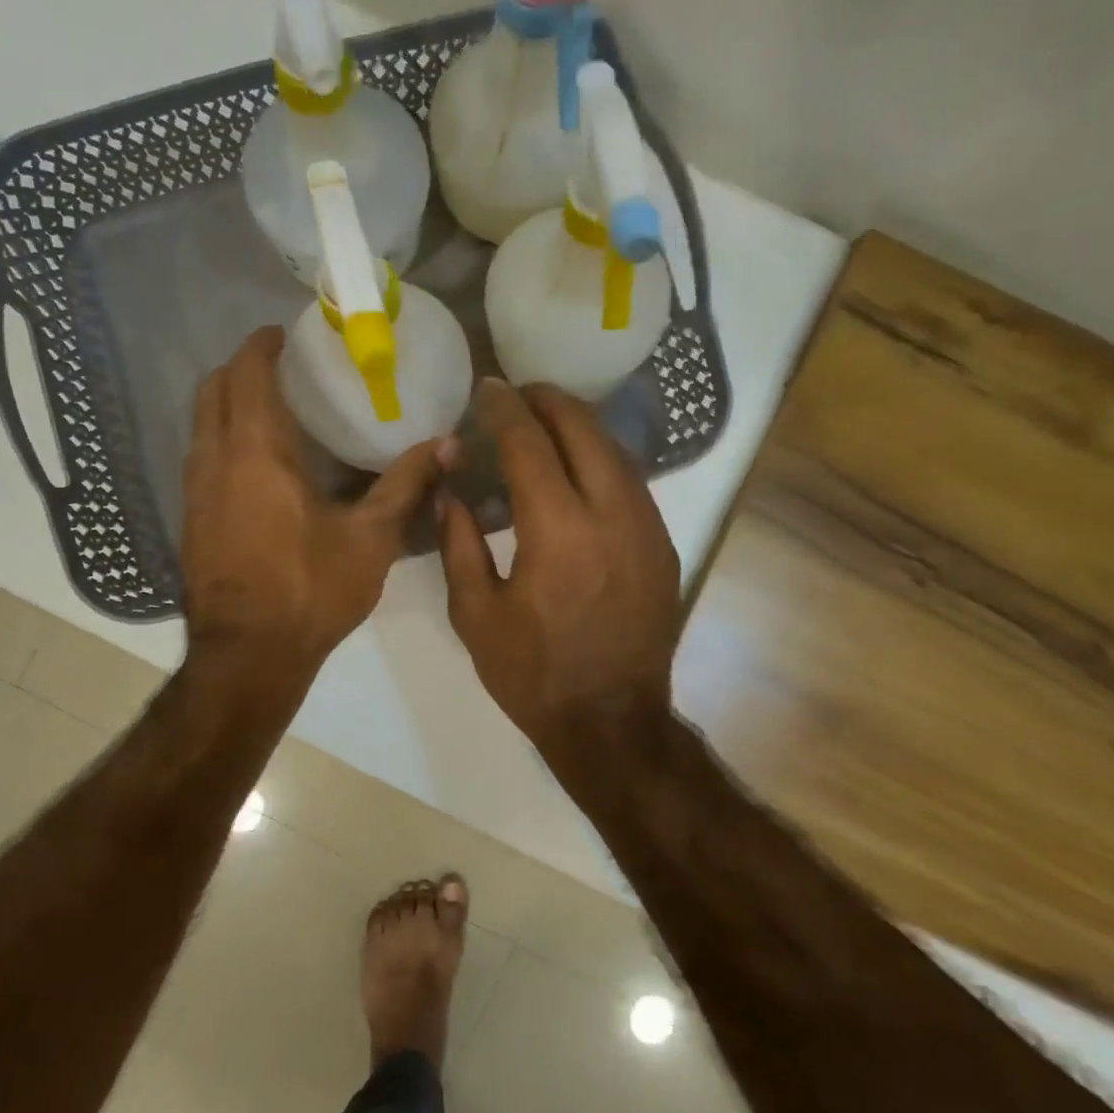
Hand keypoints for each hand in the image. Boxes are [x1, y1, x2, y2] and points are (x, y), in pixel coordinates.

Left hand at [182, 327, 445, 680]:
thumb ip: (406, 485)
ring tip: (271, 411)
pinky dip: (222, 440)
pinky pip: (201, 458)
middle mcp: (215, 461)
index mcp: (257, 453)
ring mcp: (195, 493)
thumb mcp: (371, 539)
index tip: (285, 334)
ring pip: (200, 425)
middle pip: (212, 390)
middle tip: (280, 368)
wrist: (248, 656)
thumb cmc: (311, 591)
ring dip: (227, 405)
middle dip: (240, 368)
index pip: (247, 374)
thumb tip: (448, 445)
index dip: (261, 345)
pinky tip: (257, 467)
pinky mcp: (191, 521)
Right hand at [438, 380, 680, 757]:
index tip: (488, 389)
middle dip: (549, 401)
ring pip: (615, 451)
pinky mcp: (663, 546)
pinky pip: (631, 483)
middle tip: (519, 394)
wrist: (610, 722)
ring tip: (546, 422)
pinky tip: (579, 469)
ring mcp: (647, 528)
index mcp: (558, 530)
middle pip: (584, 429)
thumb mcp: (475, 614)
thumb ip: (458, 544)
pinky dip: (601, 461)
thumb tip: (450, 492)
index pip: (530, 443)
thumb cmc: (533, 674)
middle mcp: (611, 514)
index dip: (505, 409)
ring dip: (579, 428)